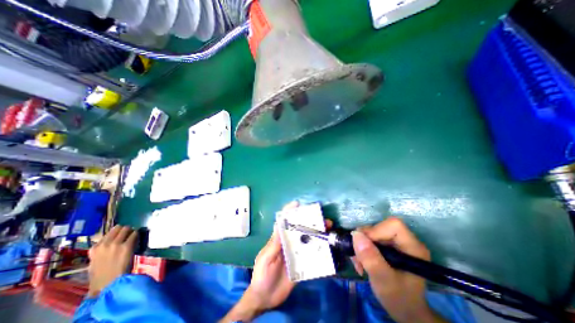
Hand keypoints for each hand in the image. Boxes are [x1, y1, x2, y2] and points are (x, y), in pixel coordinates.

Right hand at [86, 224, 135, 297]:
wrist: (108, 283)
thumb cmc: (102, 275)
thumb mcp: (96, 261)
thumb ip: (102, 250)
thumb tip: (113, 241)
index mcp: (94, 249)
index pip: (108, 233)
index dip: (116, 233)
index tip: (121, 235)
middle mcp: (104, 244)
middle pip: (119, 228)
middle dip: (125, 229)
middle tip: (130, 233)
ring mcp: (115, 244)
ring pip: (127, 229)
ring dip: (132, 231)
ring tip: (134, 236)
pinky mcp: (126, 245)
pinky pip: (135, 234)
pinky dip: (137, 235)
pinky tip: (138, 239)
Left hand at [221, 201, 334, 320]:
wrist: (265, 298)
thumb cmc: (262, 275)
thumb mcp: (266, 259)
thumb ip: (273, 244)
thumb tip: (279, 225)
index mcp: (278, 239)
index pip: (284, 222)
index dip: (289, 212)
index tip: (297, 204)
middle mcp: (289, 243)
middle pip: (299, 229)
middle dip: (310, 222)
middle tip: (322, 219)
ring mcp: (296, 254)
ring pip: (307, 241)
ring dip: (318, 235)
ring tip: (328, 230)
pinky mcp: (302, 265)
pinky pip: (311, 256)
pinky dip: (319, 251)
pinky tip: (328, 248)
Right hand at [350, 217, 442, 322]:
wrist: (406, 312)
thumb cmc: (400, 299)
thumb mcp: (384, 281)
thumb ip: (371, 259)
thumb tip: (355, 235)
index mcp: (412, 247)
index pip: (393, 225)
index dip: (375, 231)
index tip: (364, 246)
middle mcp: (406, 241)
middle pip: (379, 227)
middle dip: (364, 241)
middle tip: (357, 258)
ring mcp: (397, 243)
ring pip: (372, 233)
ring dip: (361, 246)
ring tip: (358, 263)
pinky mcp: (389, 246)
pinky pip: (371, 239)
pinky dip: (362, 249)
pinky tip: (361, 262)